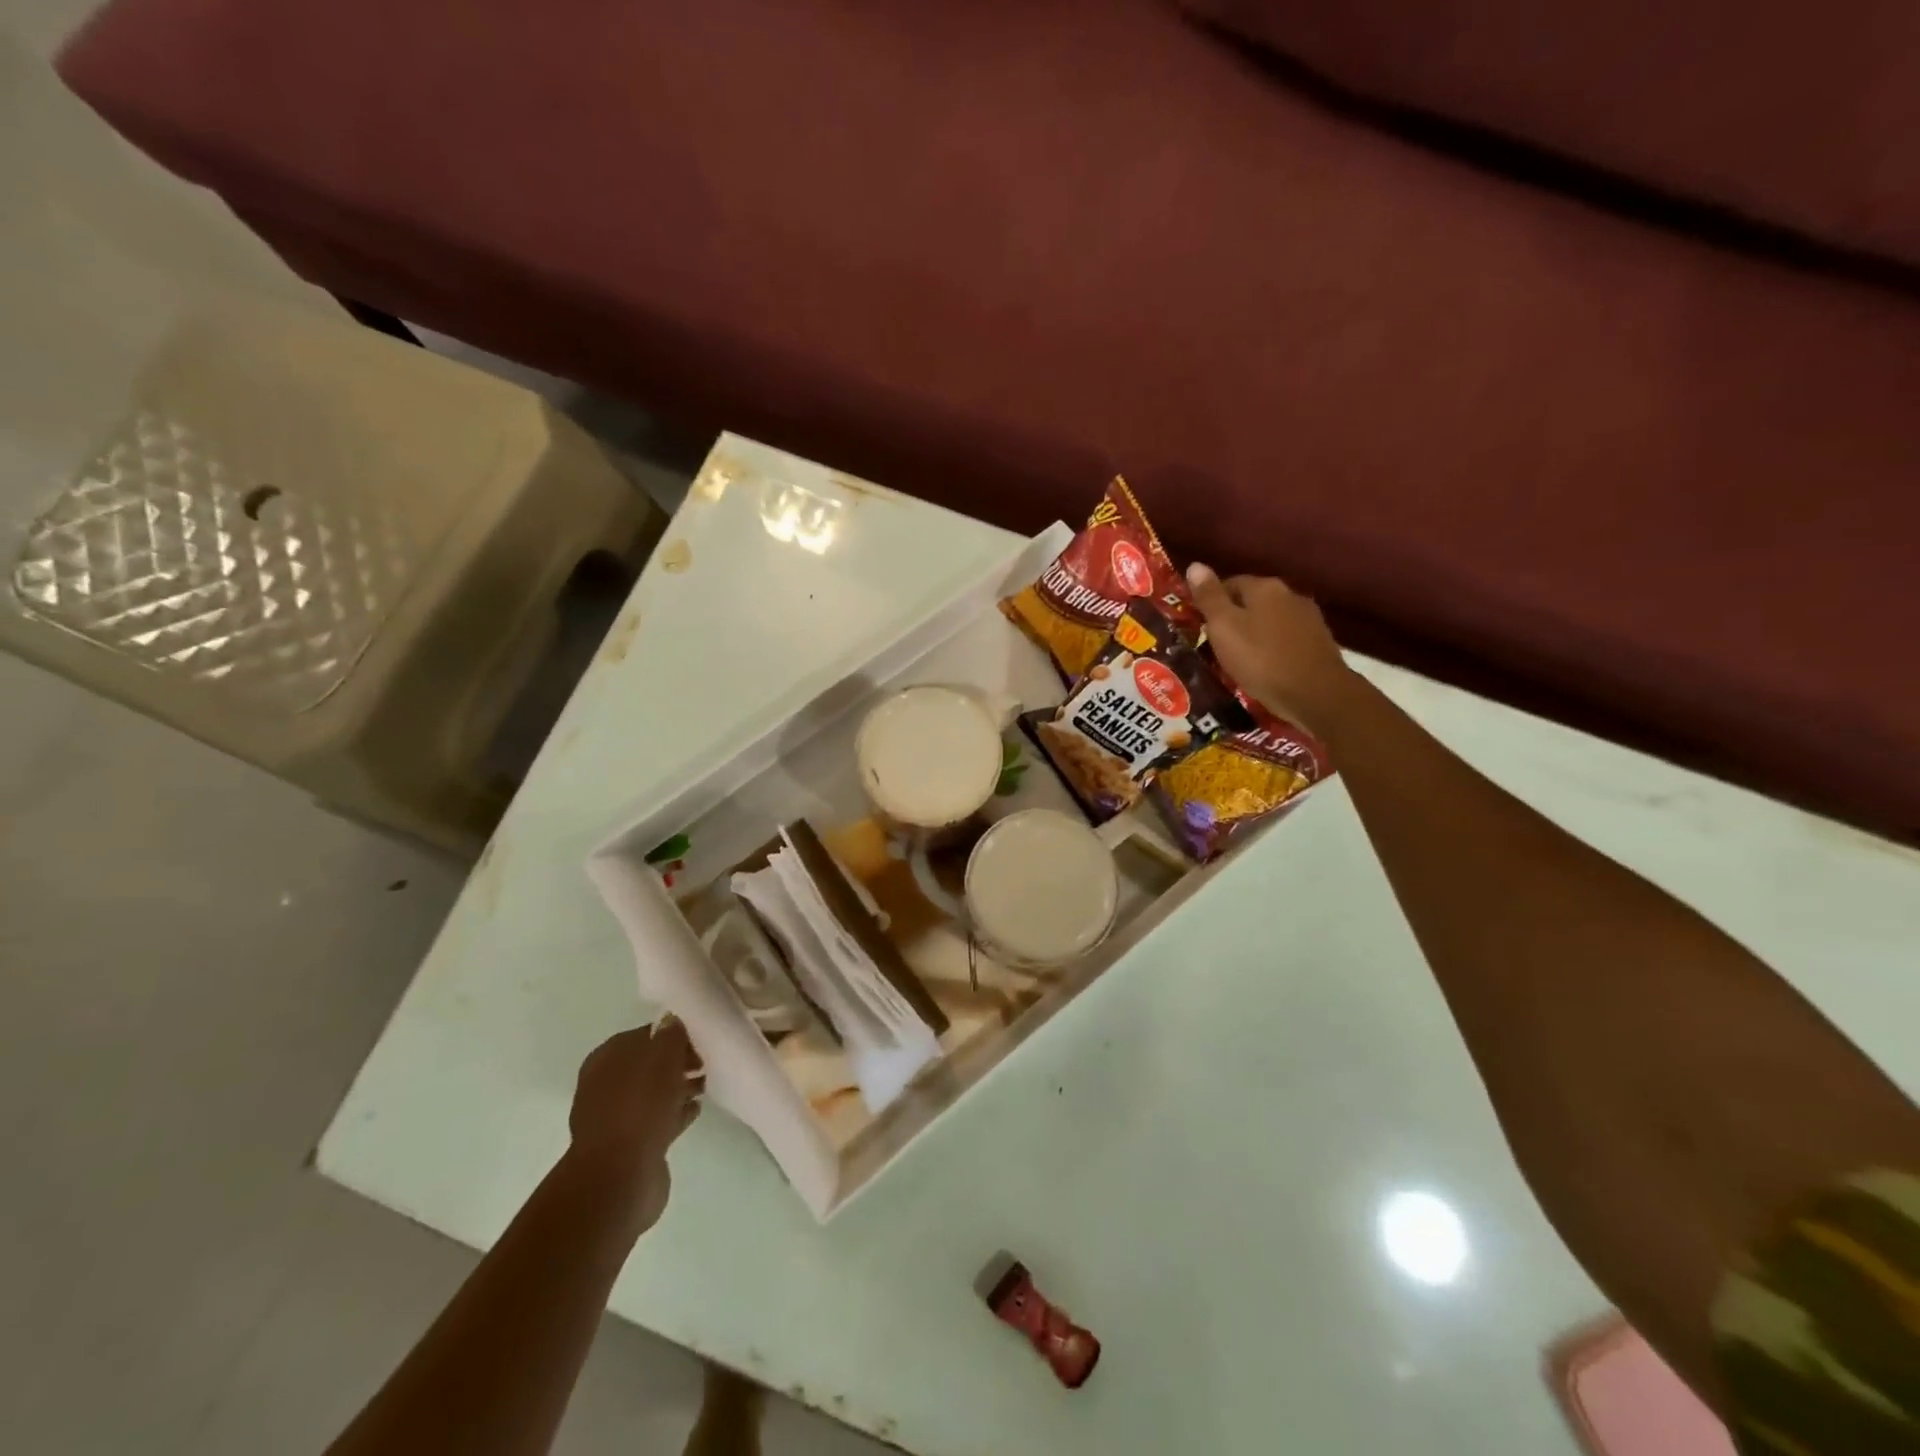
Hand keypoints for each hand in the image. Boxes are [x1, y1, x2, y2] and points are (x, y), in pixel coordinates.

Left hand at [566, 1019, 703, 1229]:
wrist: (620, 1176)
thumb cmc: (640, 1105)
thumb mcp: (663, 1055)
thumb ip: (671, 1033)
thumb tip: (674, 1020)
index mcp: (606, 1058)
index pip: (645, 1034)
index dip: (674, 1033)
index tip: (702, 1036)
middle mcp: (605, 1085)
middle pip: (649, 1064)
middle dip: (678, 1061)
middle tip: (708, 1060)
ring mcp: (616, 1118)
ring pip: (654, 1093)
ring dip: (679, 1087)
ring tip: (708, 1084)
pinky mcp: (630, 1145)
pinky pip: (658, 1119)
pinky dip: (676, 1112)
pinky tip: (697, 1109)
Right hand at [1186, 563, 1355, 734]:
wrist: (1316, 694)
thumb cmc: (1261, 659)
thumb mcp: (1223, 628)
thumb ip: (1208, 597)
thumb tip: (1195, 565)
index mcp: (1264, 587)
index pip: (1230, 583)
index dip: (1211, 603)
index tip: (1198, 625)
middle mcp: (1289, 594)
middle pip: (1252, 601)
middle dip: (1233, 619)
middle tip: (1214, 645)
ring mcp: (1308, 618)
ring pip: (1270, 621)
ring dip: (1254, 634)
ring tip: (1238, 658)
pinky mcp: (1319, 643)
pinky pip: (1285, 640)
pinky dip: (1272, 649)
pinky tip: (1264, 667)